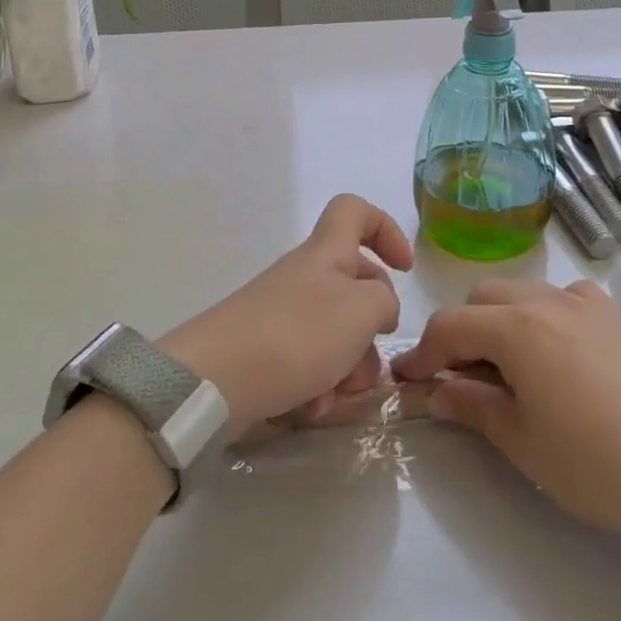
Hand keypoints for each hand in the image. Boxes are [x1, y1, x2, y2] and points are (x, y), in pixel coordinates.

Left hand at [160, 195, 411, 432]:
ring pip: (336, 335)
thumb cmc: (297, 334)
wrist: (215, 380)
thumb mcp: (362, 310)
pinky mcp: (267, 351)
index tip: (404, 268)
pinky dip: (317, 386)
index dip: (385, 230)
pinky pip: (309, 364)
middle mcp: (306, 277)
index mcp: (327, 253)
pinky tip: (309, 409)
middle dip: (371, 331)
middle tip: (367, 363)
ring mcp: (283, 314)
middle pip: (355, 287)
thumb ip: (385, 302)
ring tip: (334, 397)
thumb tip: (378, 309)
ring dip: (347, 369)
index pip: (355, 212)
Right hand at [392, 280, 620, 539]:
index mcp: (515, 327)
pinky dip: (543, 315)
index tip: (406, 380)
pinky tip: (554, 351)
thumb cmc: (594, 463)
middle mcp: (545, 300)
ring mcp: (584, 303)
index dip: (423, 353)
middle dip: (460, 332)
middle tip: (458, 379)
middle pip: (482, 299)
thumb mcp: (520, 440)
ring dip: (498, 321)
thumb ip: (471, 406)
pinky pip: (563, 297)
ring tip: (505, 368)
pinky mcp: (613, 316)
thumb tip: (434, 392)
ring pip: (520, 293)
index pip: (450, 326)